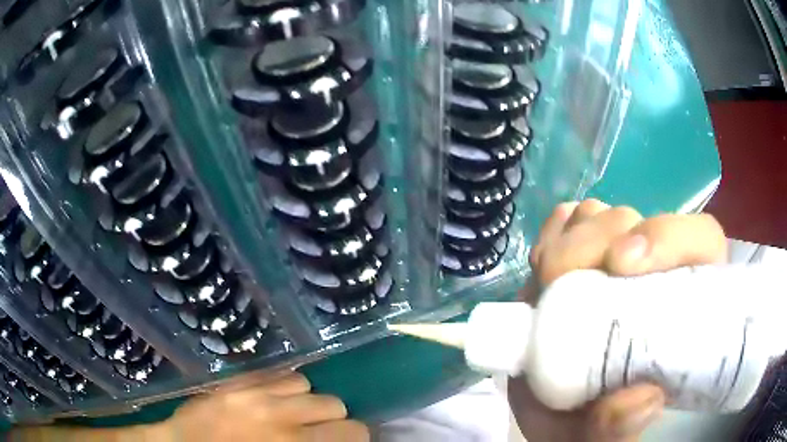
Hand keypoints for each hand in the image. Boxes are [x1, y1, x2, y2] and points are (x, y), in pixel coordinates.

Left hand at [156, 371, 368, 441]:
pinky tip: (274, 399)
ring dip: (306, 402)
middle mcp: (279, 417)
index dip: (353, 438)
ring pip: (308, 386)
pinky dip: (285, 387)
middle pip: (336, 406)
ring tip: (291, 414)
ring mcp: (254, 394)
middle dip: (332, 421)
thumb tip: (334, 438)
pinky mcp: (236, 381)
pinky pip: (277, 374)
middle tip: (315, 432)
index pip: (352, 432)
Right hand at [509, 199, 726, 441]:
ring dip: (570, 240)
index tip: (623, 265)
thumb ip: (620, 428)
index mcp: (682, 304)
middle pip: (636, 221)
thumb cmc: (590, 420)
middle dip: (595, 240)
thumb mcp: (600, 434)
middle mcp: (653, 271)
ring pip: (600, 215)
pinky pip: (567, 221)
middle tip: (559, 279)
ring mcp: (614, 259)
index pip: (700, 241)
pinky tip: (543, 269)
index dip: (668, 237)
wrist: (554, 410)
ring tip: (548, 280)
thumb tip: (646, 399)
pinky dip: (552, 234)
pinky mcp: (579, 256)